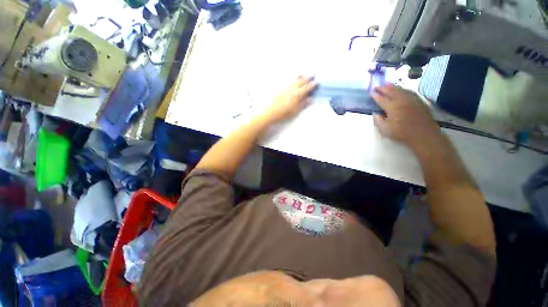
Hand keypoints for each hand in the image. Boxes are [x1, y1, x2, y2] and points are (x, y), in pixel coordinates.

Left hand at [261, 76, 317, 122]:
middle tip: (312, 75)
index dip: (312, 85)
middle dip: (307, 78)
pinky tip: (291, 78)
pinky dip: (291, 78)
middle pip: (301, 82)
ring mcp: (286, 88)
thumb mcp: (295, 111)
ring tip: (302, 73)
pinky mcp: (280, 89)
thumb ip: (303, 104)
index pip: (307, 88)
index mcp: (297, 94)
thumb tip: (311, 99)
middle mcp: (292, 89)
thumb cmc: (284, 113)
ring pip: (294, 80)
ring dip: (299, 76)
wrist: (271, 112)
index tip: (317, 81)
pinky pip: (287, 81)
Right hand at [371, 84, 440, 148]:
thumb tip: (375, 113)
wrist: (422, 134)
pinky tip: (400, 89)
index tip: (371, 92)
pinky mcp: (418, 101)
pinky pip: (409, 92)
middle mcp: (401, 100)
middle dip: (383, 88)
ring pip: (400, 90)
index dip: (375, 95)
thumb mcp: (384, 129)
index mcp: (392, 107)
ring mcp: (411, 99)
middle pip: (391, 91)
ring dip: (392, 86)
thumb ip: (377, 120)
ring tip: (387, 84)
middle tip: (377, 86)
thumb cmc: (401, 133)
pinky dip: (402, 89)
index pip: (381, 99)